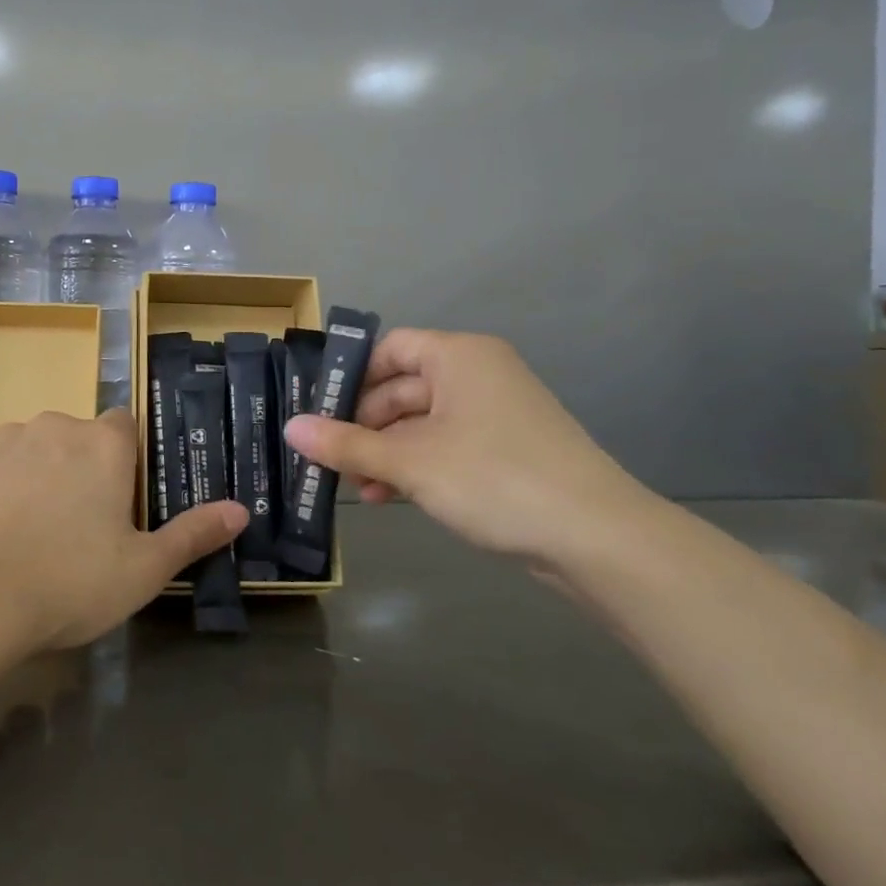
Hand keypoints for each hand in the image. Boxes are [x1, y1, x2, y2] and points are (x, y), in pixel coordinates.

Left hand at [0, 409, 247, 650]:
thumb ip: (193, 534)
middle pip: (71, 438)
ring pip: (23, 448)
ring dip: (26, 475)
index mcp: (103, 445)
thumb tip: (242, 510)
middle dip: (73, 469)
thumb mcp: (143, 570)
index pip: (124, 427)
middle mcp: (52, 425)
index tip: (115, 501)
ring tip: (16, 532)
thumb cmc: (69, 582)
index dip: (122, 461)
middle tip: (67, 527)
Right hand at [284, 330, 652, 567]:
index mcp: (458, 357)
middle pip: (401, 388)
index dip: (350, 378)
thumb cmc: (494, 479)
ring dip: (384, 452)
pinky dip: (414, 466)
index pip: (389, 349)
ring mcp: (494, 414)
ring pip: (420, 423)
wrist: (595, 537)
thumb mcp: (410, 462)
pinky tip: (390, 497)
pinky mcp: (504, 450)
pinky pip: (444, 446)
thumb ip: (347, 444)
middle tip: (329, 460)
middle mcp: (477, 375)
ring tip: (356, 487)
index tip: (317, 413)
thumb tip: (290, 428)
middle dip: (363, 426)